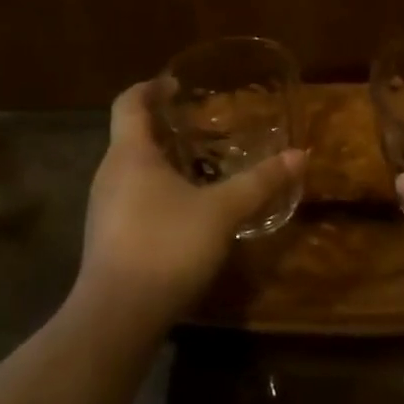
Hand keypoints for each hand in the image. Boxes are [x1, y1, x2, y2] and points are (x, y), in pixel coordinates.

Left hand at [75, 81, 305, 328]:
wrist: (117, 318)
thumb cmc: (166, 246)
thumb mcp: (222, 211)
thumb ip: (260, 182)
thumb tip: (300, 156)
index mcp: (130, 154)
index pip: (128, 102)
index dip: (150, 87)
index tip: (176, 84)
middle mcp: (109, 174)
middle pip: (130, 135)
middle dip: (162, 126)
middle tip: (200, 124)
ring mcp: (103, 209)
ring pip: (131, 170)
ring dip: (160, 161)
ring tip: (198, 165)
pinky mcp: (107, 239)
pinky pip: (131, 198)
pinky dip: (156, 191)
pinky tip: (185, 210)